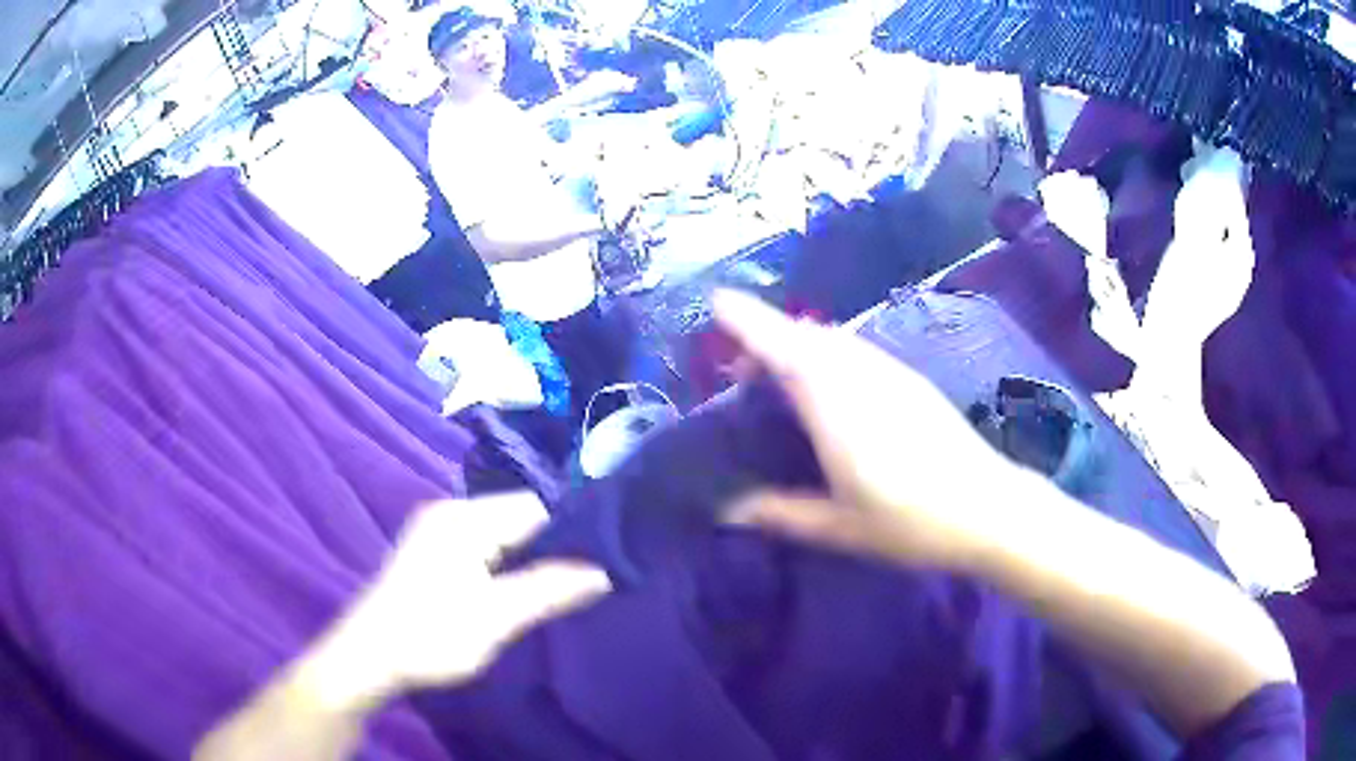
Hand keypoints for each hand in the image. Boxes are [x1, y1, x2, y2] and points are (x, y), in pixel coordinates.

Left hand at [315, 494, 610, 704]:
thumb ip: (550, 589)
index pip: (536, 507)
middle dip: (555, 546)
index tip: (609, 556)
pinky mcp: (434, 552)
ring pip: (504, 534)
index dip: (574, 529)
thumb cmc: (431, 635)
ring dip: (533, 557)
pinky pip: (486, 546)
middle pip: (520, 517)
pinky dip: (510, 563)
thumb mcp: (497, 617)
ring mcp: (439, 531)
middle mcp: (451, 512)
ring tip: (567, 584)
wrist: (369, 657)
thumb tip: (604, 571)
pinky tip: (525, 587)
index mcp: (464, 518)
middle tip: (593, 576)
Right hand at [715, 291, 1024, 569]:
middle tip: (737, 366)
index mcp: (839, 408)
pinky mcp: (910, 380)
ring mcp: (891, 373)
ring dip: (797, 343)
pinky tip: (826, 385)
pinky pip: (855, 350)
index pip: (786, 349)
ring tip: (775, 375)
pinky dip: (826, 353)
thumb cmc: (912, 522)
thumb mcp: (840, 528)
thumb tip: (729, 510)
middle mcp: (863, 376)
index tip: (716, 301)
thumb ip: (781, 514)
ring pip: (833, 340)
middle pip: (807, 336)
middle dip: (766, 334)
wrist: (989, 508)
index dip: (750, 321)